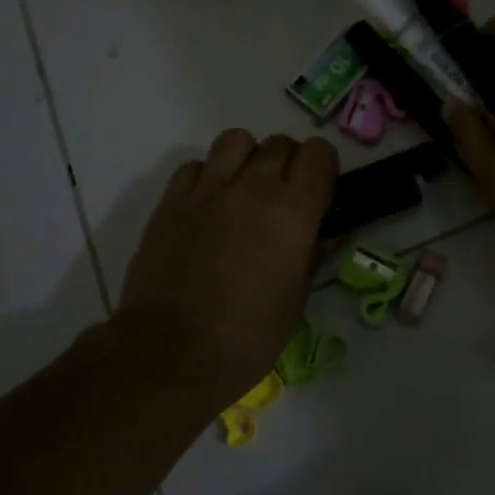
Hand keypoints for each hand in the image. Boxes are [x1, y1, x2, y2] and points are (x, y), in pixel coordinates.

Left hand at [113, 129, 338, 411]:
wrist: (171, 354)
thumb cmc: (247, 338)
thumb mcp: (295, 302)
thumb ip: (311, 257)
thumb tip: (322, 235)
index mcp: (293, 211)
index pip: (318, 153)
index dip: (323, 168)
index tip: (319, 193)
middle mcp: (253, 187)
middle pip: (279, 143)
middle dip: (288, 163)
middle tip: (283, 197)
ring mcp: (208, 189)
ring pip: (235, 140)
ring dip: (247, 158)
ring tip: (243, 190)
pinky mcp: (171, 201)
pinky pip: (195, 166)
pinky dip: (207, 177)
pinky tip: (206, 206)